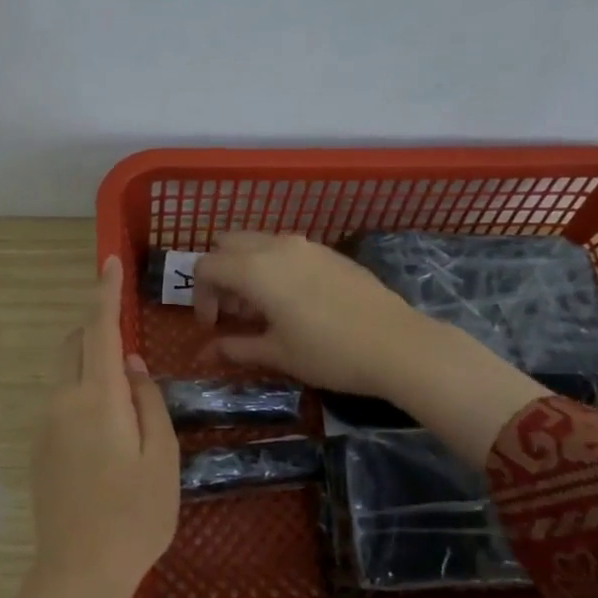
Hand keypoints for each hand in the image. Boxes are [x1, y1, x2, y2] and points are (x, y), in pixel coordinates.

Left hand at [0, 256, 179, 597]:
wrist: (78, 572)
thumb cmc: (135, 517)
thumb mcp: (161, 458)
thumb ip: (148, 403)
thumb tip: (134, 366)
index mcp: (97, 399)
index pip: (99, 330)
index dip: (104, 293)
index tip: (108, 261)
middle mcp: (62, 402)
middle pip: (74, 345)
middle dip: (95, 323)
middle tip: (122, 321)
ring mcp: (45, 425)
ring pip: (64, 371)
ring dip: (88, 357)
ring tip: (122, 372)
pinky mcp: (38, 448)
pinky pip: (60, 399)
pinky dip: (81, 386)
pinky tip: (105, 418)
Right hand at [193, 232, 549, 465]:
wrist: (397, 345)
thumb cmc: (329, 353)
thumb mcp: (277, 354)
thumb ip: (236, 347)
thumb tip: (206, 351)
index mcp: (256, 269)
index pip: (206, 266)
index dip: (200, 296)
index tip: (213, 326)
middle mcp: (277, 246)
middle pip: (228, 244)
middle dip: (220, 274)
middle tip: (233, 312)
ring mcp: (307, 245)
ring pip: (259, 243)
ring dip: (247, 269)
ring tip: (261, 309)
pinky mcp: (330, 253)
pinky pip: (287, 250)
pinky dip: (274, 268)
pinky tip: (293, 303)